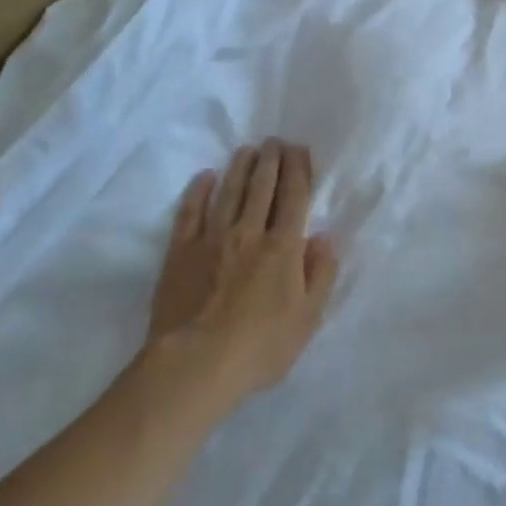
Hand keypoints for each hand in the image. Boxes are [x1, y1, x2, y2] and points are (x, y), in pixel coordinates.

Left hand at [148, 140, 339, 395]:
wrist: (195, 364)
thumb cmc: (260, 347)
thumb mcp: (307, 319)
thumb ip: (320, 273)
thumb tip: (325, 237)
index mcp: (283, 248)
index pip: (294, 197)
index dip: (298, 169)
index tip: (299, 149)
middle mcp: (249, 233)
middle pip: (262, 187)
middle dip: (271, 160)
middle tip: (274, 141)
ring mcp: (211, 239)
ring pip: (229, 192)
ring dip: (240, 167)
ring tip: (247, 150)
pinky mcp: (180, 252)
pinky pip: (190, 212)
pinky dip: (198, 191)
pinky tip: (205, 177)